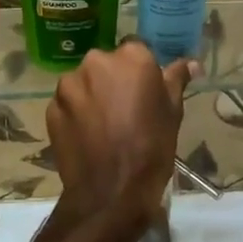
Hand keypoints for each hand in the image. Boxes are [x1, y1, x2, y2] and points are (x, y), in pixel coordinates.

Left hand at [46, 42, 193, 239]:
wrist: (111, 191)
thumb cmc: (151, 148)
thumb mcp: (172, 112)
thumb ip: (176, 79)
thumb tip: (191, 63)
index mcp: (131, 58)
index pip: (136, 50)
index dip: (140, 71)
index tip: (145, 91)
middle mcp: (96, 62)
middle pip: (106, 64)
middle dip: (113, 80)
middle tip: (125, 109)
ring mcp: (69, 84)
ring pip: (84, 82)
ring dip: (92, 95)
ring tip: (103, 125)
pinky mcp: (51, 107)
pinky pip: (67, 103)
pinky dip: (76, 113)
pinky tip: (87, 136)